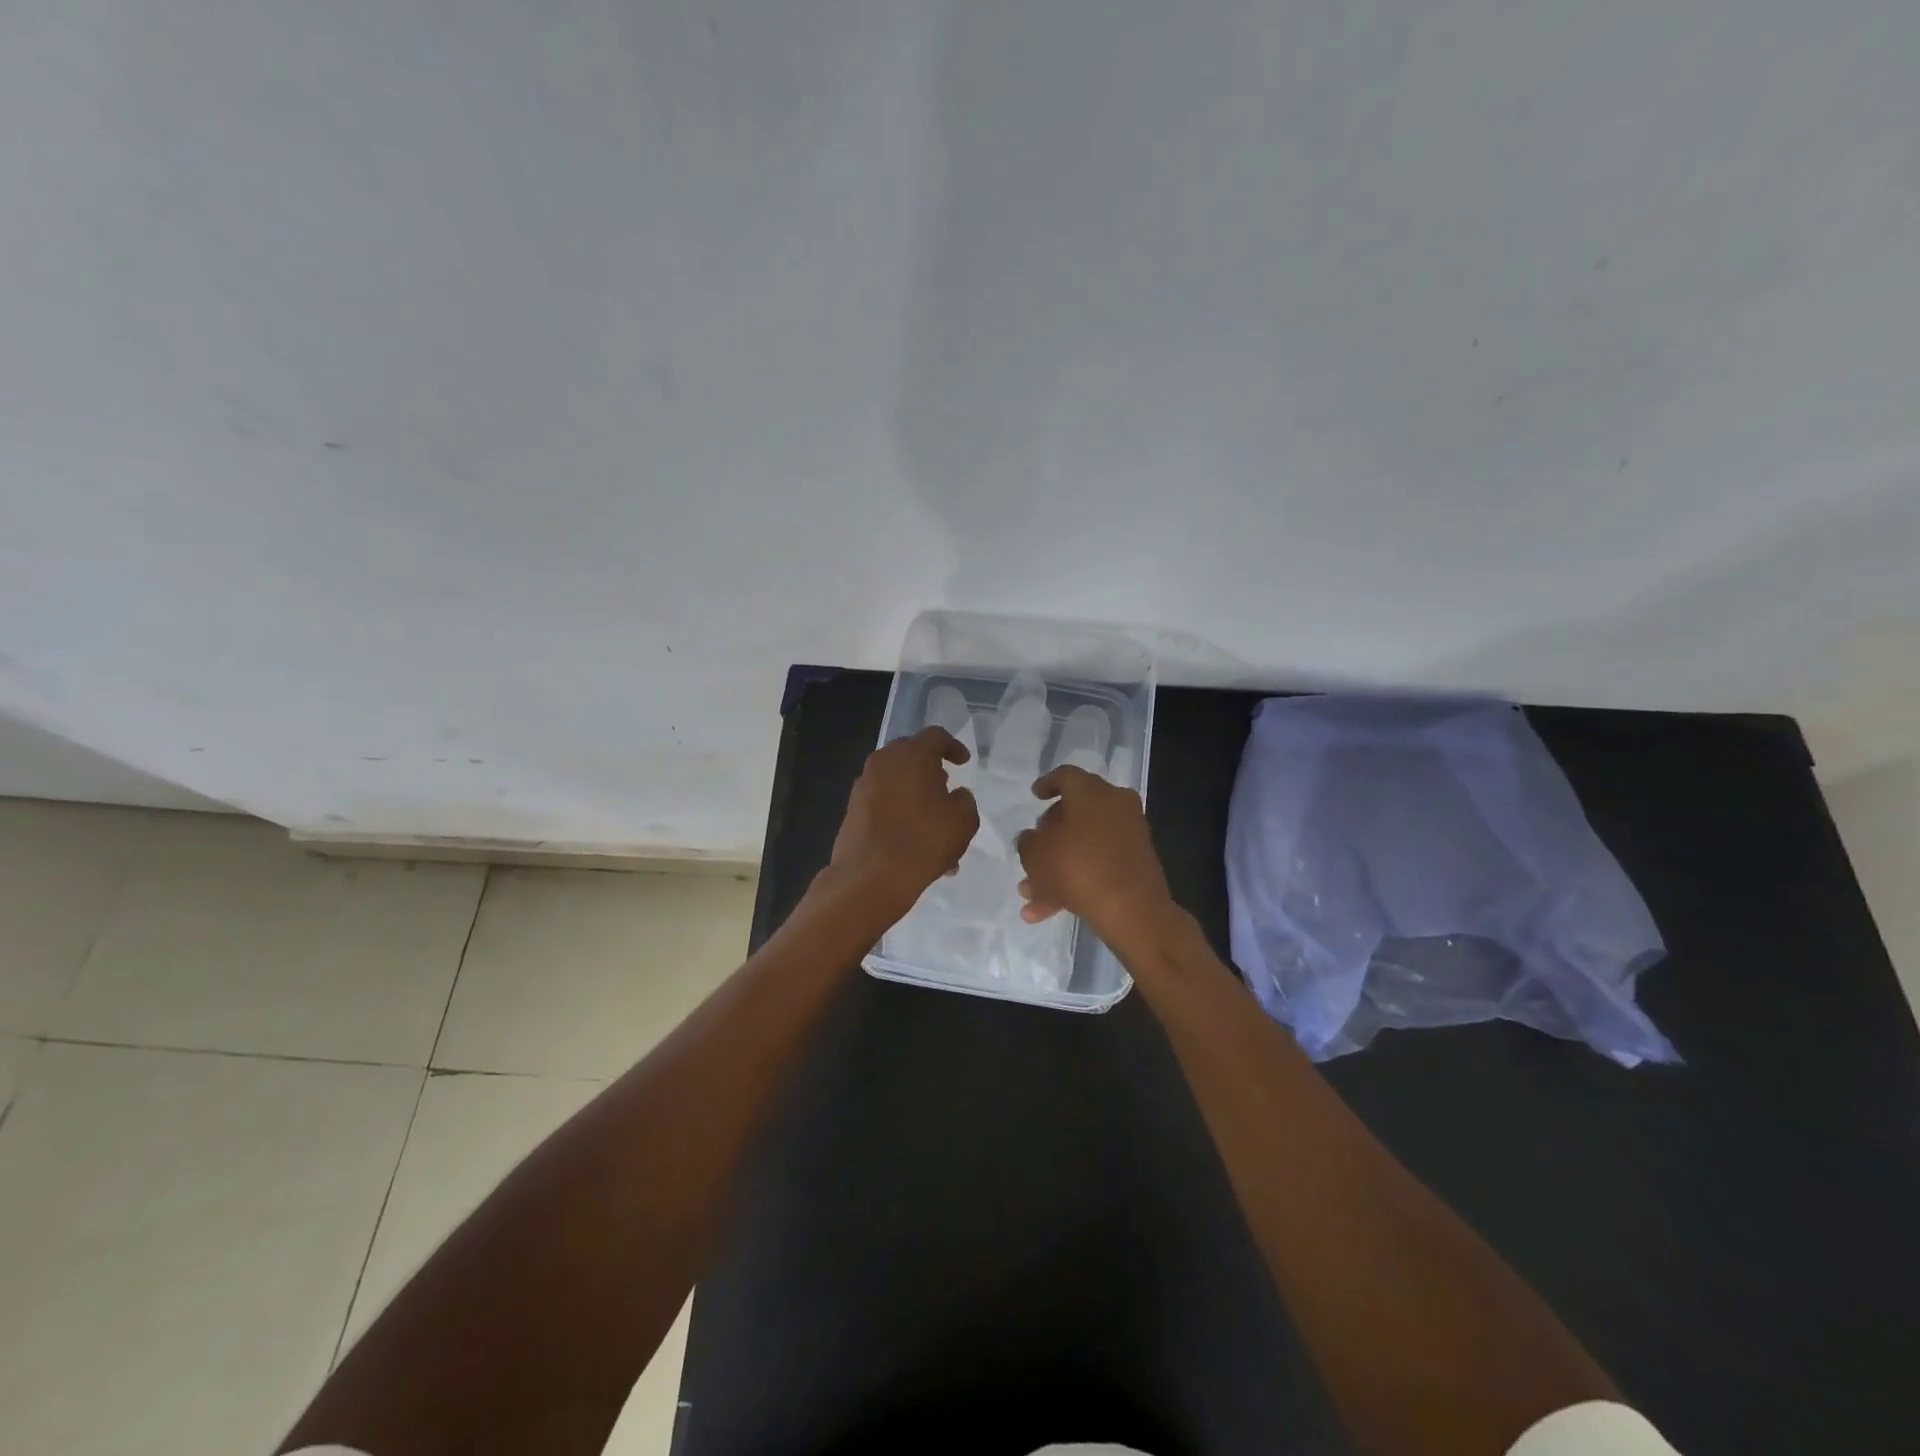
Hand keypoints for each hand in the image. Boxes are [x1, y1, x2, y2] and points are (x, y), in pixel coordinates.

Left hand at [827, 726, 978, 915]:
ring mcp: (863, 785)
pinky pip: (883, 803)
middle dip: (930, 771)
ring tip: (933, 828)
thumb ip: (964, 799)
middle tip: (946, 789)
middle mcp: (883, 762)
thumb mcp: (963, 820)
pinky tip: (913, 843)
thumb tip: (954, 795)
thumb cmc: (924, 840)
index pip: (936, 737)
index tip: (963, 762)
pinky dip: (899, 813)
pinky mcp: (852, 809)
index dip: (953, 747)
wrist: (870, 877)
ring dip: (915, 797)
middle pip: (911, 756)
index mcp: (912, 754)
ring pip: (896, 783)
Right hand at [1014, 765, 1176, 946]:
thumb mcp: (1035, 854)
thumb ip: (1027, 842)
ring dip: (1057, 866)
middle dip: (1050, 834)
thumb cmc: (1076, 868)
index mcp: (1091, 792)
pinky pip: (1100, 864)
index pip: (1066, 776)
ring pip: (1085, 844)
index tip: (1035, 795)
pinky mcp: (1138, 863)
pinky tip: (1050, 910)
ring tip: (1029, 894)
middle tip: (1033, 847)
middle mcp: (1116, 805)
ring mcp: (1130, 834)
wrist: (1132, 909)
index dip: (1047, 784)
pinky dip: (1076, 880)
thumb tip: (1033, 838)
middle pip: (1077, 811)